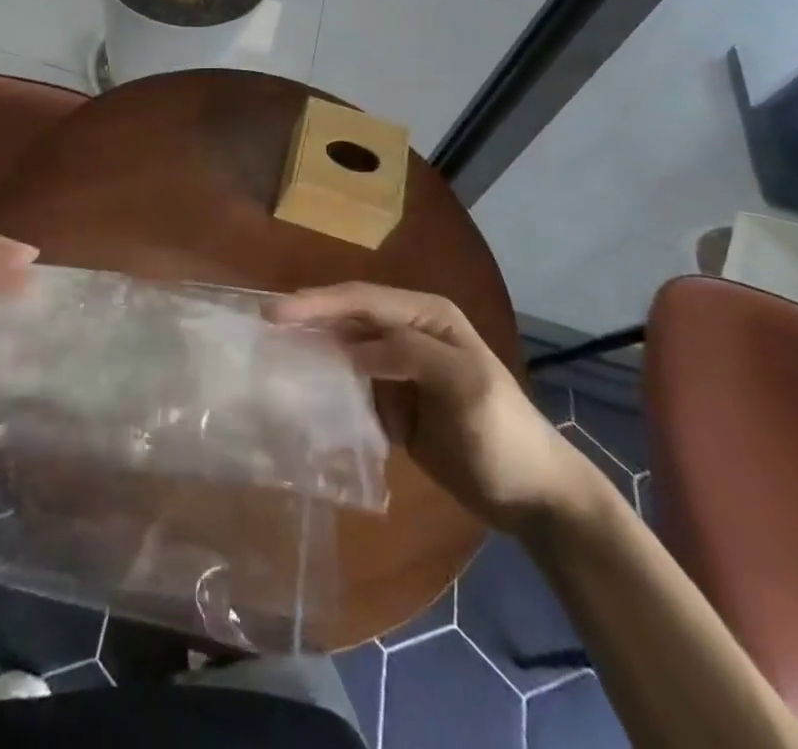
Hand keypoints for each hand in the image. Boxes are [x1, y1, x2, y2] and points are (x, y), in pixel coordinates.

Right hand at [272, 283, 604, 534]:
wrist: (533, 497)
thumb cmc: (505, 434)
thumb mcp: (467, 386)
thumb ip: (411, 356)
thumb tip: (351, 350)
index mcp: (427, 316)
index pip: (364, 300)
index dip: (320, 303)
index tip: (277, 313)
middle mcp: (408, 331)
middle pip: (349, 317)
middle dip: (309, 319)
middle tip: (264, 327)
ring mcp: (399, 367)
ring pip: (345, 347)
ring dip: (313, 348)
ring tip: (272, 352)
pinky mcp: (392, 400)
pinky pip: (351, 383)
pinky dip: (326, 383)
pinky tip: (302, 389)